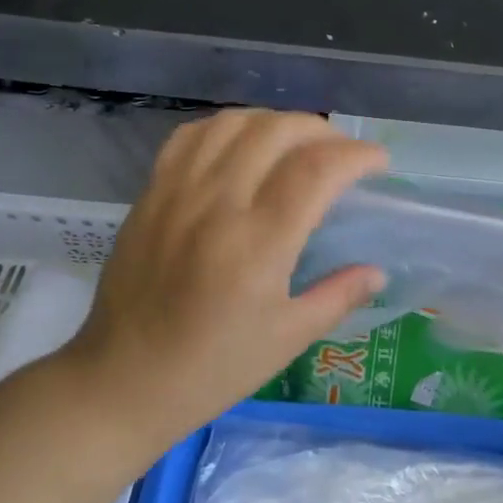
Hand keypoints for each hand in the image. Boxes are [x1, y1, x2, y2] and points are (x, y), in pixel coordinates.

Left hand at [53, 110, 388, 452]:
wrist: (122, 380)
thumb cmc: (213, 368)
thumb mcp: (288, 339)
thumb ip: (338, 296)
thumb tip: (377, 272)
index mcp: (259, 242)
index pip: (318, 168)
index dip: (357, 155)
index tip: (379, 163)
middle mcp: (218, 203)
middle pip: (277, 131)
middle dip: (323, 131)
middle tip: (342, 155)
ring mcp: (178, 192)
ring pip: (233, 123)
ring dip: (275, 122)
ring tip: (295, 145)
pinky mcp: (150, 195)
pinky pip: (190, 137)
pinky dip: (226, 128)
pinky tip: (241, 147)